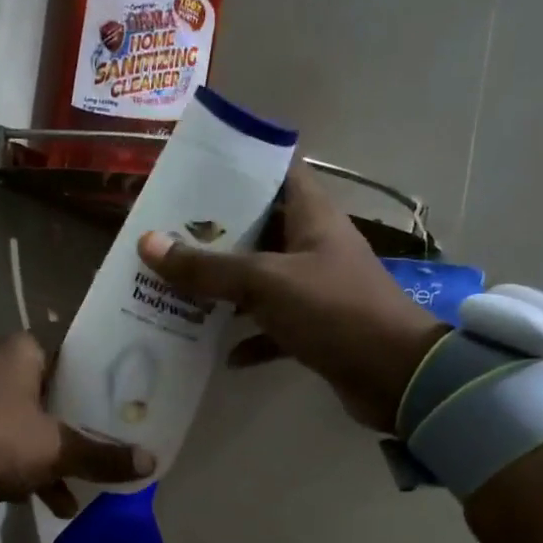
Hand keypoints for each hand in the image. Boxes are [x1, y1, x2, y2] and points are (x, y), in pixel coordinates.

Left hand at [0, 332, 154, 515]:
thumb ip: (103, 456)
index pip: (78, 354)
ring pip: (36, 422)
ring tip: (86, 488)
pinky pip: (12, 440)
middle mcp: (3, 364)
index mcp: (25, 351)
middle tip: (115, 441)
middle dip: (85, 425)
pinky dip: (32, 465)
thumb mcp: (57, 450)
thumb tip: (151, 462)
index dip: (106, 377)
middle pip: (60, 392)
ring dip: (59, 455)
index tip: (130, 399)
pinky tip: (53, 502)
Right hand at [136, 165, 447, 431]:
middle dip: (215, 235)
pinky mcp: (316, 331)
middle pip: (259, 229)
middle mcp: (313, 247)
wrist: (394, 376)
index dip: (238, 166)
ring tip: (177, 291)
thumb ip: (208, 267)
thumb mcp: (265, 282)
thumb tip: (148, 244)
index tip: (193, 173)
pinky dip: (249, 339)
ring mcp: (315, 290)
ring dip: (225, 290)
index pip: (275, 172)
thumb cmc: (333, 311)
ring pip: (261, 282)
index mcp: (311, 216)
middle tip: (167, 237)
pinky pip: (273, 329)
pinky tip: (221, 354)